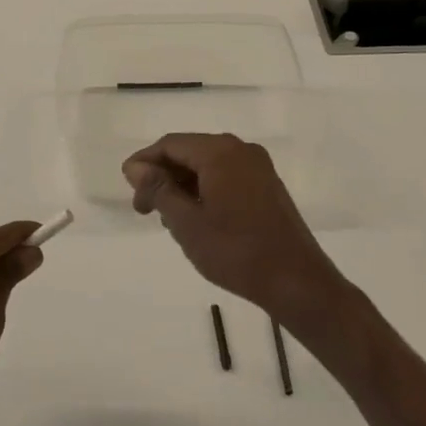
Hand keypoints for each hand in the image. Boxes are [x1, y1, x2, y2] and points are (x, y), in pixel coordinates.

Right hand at [123, 133, 345, 326]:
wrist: (297, 282)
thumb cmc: (236, 252)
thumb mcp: (186, 223)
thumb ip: (158, 189)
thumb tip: (135, 167)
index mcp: (220, 152)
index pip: (170, 144)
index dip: (144, 163)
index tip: (128, 190)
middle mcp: (241, 150)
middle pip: (189, 152)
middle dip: (163, 176)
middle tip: (144, 209)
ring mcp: (258, 168)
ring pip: (207, 166)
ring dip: (183, 186)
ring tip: (168, 219)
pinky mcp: (267, 186)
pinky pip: (225, 176)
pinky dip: (204, 190)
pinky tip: (196, 218)